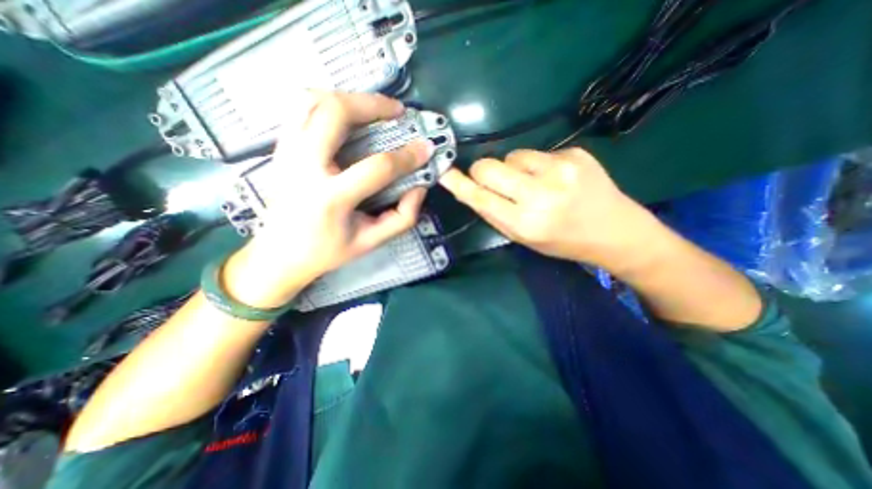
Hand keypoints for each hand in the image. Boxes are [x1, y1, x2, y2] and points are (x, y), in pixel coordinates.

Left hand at [222, 91, 428, 304]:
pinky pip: (300, 109)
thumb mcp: (372, 242)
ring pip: (312, 100)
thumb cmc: (328, 251)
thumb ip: (403, 217)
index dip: (407, 156)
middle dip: (372, 104)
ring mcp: (287, 153)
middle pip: (335, 113)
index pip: (376, 167)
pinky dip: (326, 102)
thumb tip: (419, 187)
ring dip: (347, 97)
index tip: (426, 147)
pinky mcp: (280, 148)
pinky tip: (346, 114)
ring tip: (372, 108)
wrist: (279, 255)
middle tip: (397, 110)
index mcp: (330, 198)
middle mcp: (304, 167)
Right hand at [444, 147, 661, 273]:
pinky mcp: (576, 153)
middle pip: (489, 166)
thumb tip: (469, 190)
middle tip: (492, 179)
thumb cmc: (562, 241)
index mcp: (526, 223)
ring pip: (512, 155)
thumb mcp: (523, 237)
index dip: (459, 184)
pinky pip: (537, 152)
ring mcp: (561, 169)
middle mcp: (541, 194)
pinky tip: (554, 177)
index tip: (444, 172)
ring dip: (512, 167)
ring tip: (531, 182)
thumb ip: (494, 213)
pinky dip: (536, 164)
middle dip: (482, 171)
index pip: (480, 197)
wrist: (615, 231)